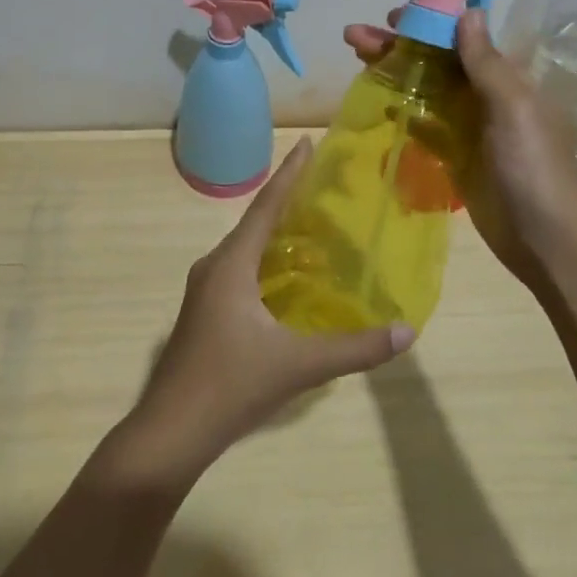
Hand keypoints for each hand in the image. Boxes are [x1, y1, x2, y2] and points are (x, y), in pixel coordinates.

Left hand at [127, 138, 414, 478]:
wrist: (170, 432)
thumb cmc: (230, 385)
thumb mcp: (298, 365)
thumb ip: (354, 348)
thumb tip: (406, 331)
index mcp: (231, 265)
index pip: (266, 207)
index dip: (289, 174)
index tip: (306, 144)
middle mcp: (215, 267)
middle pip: (255, 223)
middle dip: (287, 201)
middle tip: (323, 187)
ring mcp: (205, 291)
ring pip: (246, 250)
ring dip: (275, 234)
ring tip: (312, 227)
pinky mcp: (205, 313)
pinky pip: (240, 271)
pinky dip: (266, 262)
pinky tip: (287, 279)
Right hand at [344, 8, 576, 296]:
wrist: (543, 238)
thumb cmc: (532, 165)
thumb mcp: (513, 107)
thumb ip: (486, 62)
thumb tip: (469, 11)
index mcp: (506, 77)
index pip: (460, 38)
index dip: (426, 23)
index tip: (390, 16)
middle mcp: (486, 95)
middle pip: (436, 61)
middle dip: (397, 46)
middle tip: (353, 36)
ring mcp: (470, 126)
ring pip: (426, 89)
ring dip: (395, 73)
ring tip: (356, 58)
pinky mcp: (456, 155)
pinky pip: (425, 124)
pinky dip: (404, 110)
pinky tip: (378, 102)